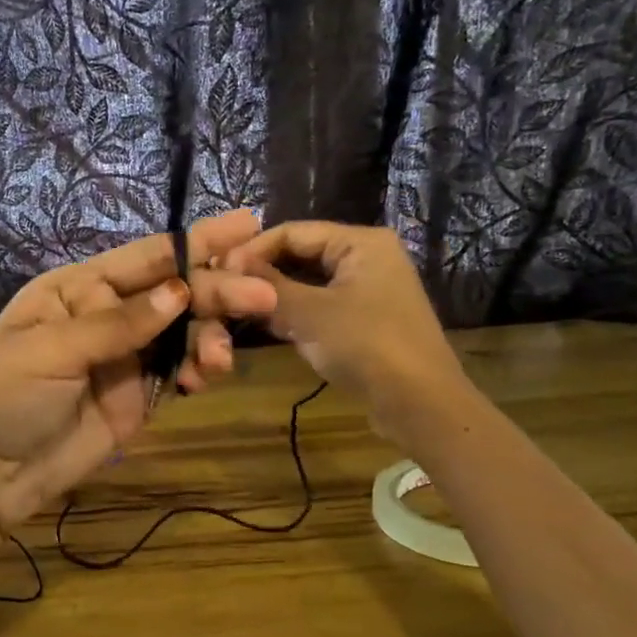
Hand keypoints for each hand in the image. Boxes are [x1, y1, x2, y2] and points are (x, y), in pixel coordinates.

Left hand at [0, 210, 278, 533]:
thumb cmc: (4, 396)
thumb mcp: (52, 350)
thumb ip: (118, 324)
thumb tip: (179, 292)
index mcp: (79, 289)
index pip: (146, 257)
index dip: (197, 240)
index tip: (248, 224)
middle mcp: (107, 315)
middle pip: (174, 293)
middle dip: (218, 291)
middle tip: (261, 297)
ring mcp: (125, 358)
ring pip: (184, 333)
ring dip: (210, 338)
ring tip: (216, 362)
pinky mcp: (137, 398)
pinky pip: (178, 372)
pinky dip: (197, 371)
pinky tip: (203, 379)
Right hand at [227, 221, 466, 429]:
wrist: (420, 404)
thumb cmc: (366, 346)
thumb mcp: (310, 314)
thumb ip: (269, 287)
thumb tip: (229, 266)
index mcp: (361, 242)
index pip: (293, 231)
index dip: (253, 249)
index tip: (217, 270)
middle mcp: (367, 257)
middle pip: (302, 254)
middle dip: (264, 272)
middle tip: (223, 290)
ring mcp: (368, 290)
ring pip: (310, 283)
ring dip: (276, 295)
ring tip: (237, 307)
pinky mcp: (365, 320)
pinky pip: (321, 306)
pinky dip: (295, 313)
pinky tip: (268, 326)